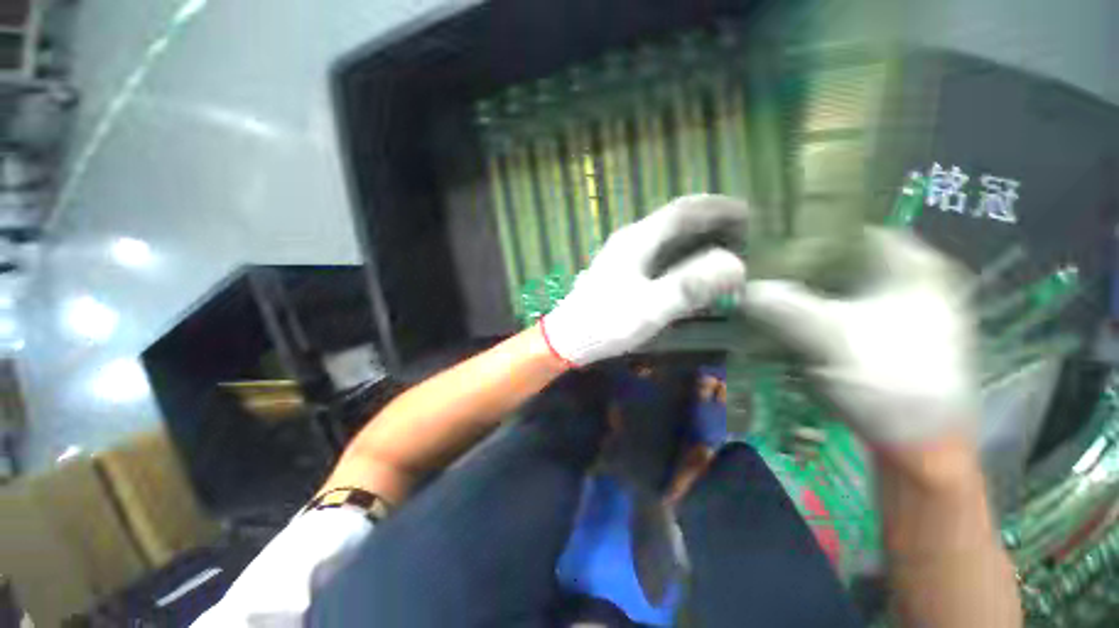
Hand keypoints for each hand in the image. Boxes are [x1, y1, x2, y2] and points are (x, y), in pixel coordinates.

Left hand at [542, 194, 747, 366]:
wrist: (568, 337)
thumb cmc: (607, 322)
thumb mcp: (651, 307)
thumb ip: (691, 285)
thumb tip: (735, 265)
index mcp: (638, 239)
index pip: (683, 211)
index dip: (717, 208)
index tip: (747, 213)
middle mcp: (630, 239)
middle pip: (674, 220)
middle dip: (709, 221)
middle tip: (739, 234)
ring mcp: (622, 254)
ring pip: (665, 235)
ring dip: (694, 237)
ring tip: (720, 248)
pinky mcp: (619, 270)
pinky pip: (656, 252)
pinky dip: (679, 253)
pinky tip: (687, 267)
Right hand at [742, 228, 977, 444]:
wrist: (921, 447)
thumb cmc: (890, 384)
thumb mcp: (831, 341)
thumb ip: (782, 309)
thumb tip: (739, 288)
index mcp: (912, 264)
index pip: (848, 227)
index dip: (803, 232)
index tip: (762, 244)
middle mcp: (908, 278)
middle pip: (838, 257)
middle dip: (794, 265)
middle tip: (753, 271)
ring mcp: (896, 307)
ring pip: (834, 285)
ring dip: (797, 291)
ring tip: (759, 293)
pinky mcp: (881, 333)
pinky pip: (835, 309)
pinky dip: (807, 311)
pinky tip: (780, 319)